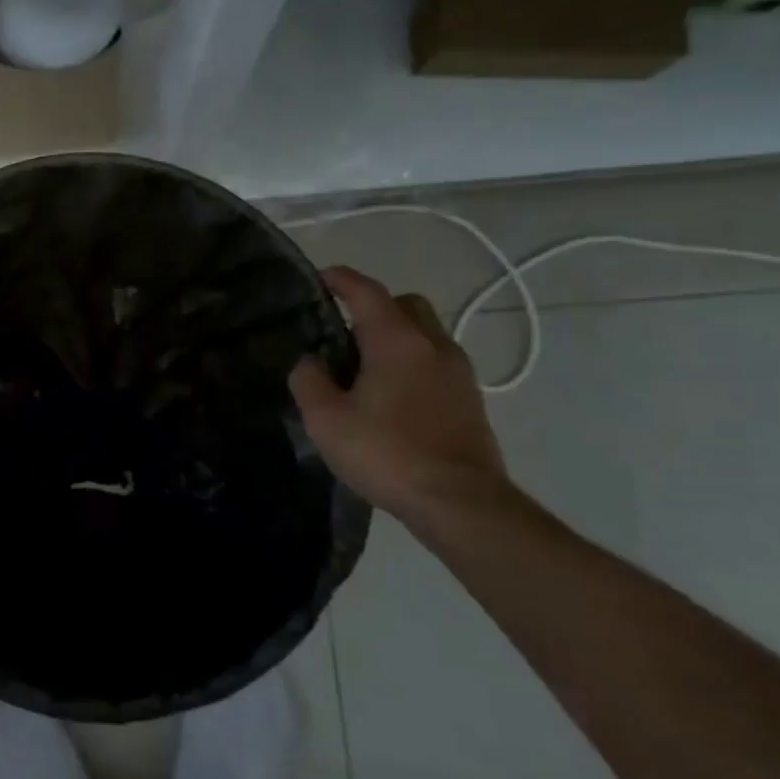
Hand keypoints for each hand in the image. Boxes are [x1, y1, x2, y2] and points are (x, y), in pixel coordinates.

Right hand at [289, 265, 509, 523]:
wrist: (459, 502)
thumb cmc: (387, 453)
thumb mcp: (326, 419)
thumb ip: (308, 381)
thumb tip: (309, 362)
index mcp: (396, 341)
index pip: (367, 292)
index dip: (342, 279)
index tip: (322, 276)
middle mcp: (433, 345)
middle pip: (406, 306)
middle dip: (376, 308)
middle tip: (345, 333)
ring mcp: (459, 373)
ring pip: (425, 335)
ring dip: (397, 338)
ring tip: (366, 370)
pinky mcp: (471, 400)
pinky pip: (436, 364)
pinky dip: (414, 365)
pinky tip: (393, 398)